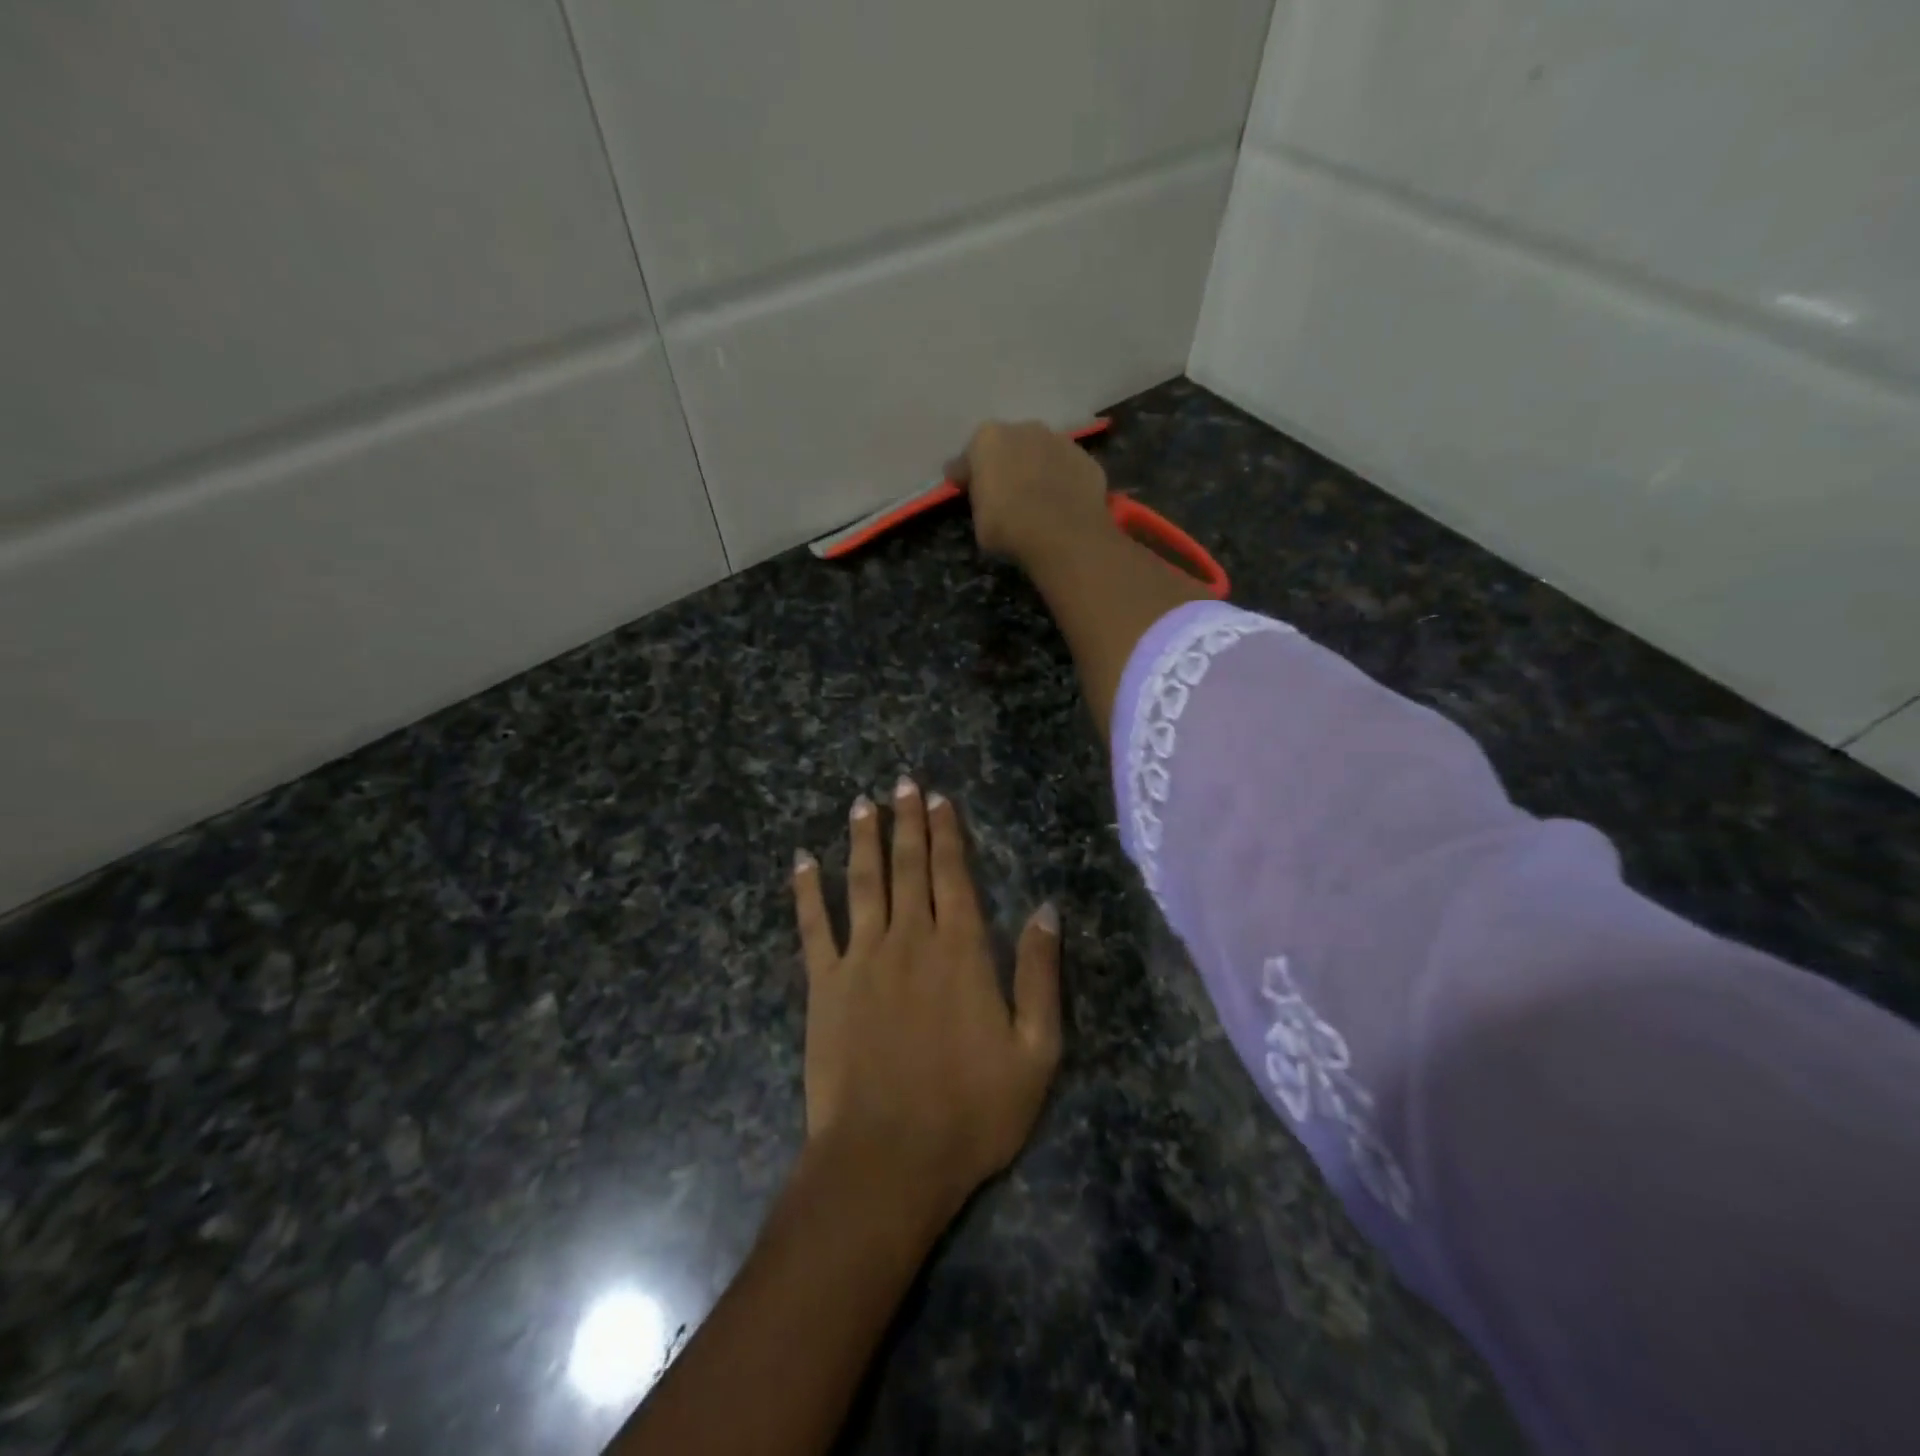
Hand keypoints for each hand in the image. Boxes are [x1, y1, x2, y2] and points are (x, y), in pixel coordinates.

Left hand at [791, 777, 1061, 1226]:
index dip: (946, 834)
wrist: (888, 1159)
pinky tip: (801, 861)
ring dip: (862, 841)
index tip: (938, 799)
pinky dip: (806, 891)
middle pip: (909, 867)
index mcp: (962, 950)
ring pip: (863, 883)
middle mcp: (910, 939)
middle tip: (901, 784)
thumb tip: (1047, 909)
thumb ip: (1041, 975)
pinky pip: (812, 927)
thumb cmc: (971, 1111)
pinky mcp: (824, 985)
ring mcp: (862, 959)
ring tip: (861, 805)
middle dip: (906, 822)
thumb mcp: (1035, 1051)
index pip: (953, 875)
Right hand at [947, 420, 1112, 569]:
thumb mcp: (978, 518)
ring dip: (1036, 469)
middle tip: (1004, 492)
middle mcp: (1025, 429)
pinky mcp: (1087, 460)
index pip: (969, 456)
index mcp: (988, 438)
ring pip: (1041, 453)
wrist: (1064, 535)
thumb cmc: (1009, 526)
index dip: (966, 474)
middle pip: (1009, 446)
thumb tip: (979, 489)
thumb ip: (978, 496)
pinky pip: (1067, 470)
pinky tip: (1061, 503)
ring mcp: (1061, 441)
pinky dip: (1063, 482)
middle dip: (1005, 464)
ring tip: (1037, 498)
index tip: (963, 488)